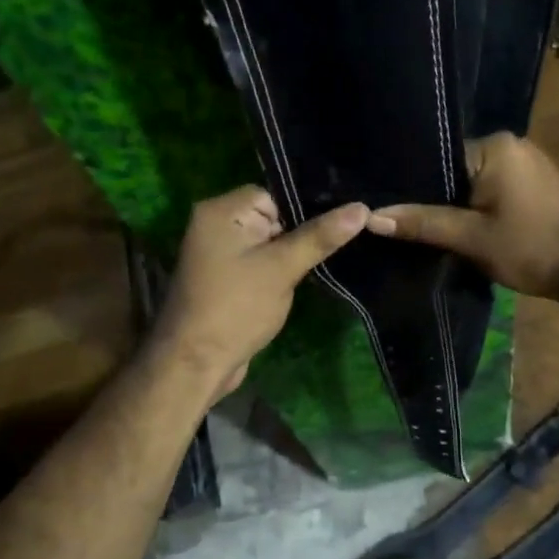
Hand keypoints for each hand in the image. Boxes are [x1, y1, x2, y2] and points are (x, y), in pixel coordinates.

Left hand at [155, 186, 367, 399]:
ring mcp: (219, 254)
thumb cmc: (236, 308)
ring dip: (292, 255)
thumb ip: (320, 236)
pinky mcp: (226, 278)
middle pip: (272, 217)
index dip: (304, 210)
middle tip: (339, 245)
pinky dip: (279, 270)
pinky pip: (260, 262)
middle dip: (301, 234)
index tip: (336, 226)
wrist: (196, 363)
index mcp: (221, 211)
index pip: (274, 194)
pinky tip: (304, 280)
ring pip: (269, 242)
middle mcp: (215, 225)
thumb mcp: (282, 269)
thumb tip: (361, 208)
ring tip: (328, 262)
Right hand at [368, 132, 558, 297]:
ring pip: (470, 183)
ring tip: (416, 226)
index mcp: (493, 146)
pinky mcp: (530, 184)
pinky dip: (472, 208)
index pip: (435, 157)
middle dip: (429, 197)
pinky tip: (453, 227)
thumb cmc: (533, 246)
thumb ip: (424, 223)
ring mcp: (522, 164)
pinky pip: (488, 190)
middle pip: (452, 170)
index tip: (383, 205)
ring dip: (452, 205)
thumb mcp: (473, 237)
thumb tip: (372, 217)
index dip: (411, 186)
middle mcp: (508, 145)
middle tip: (394, 221)